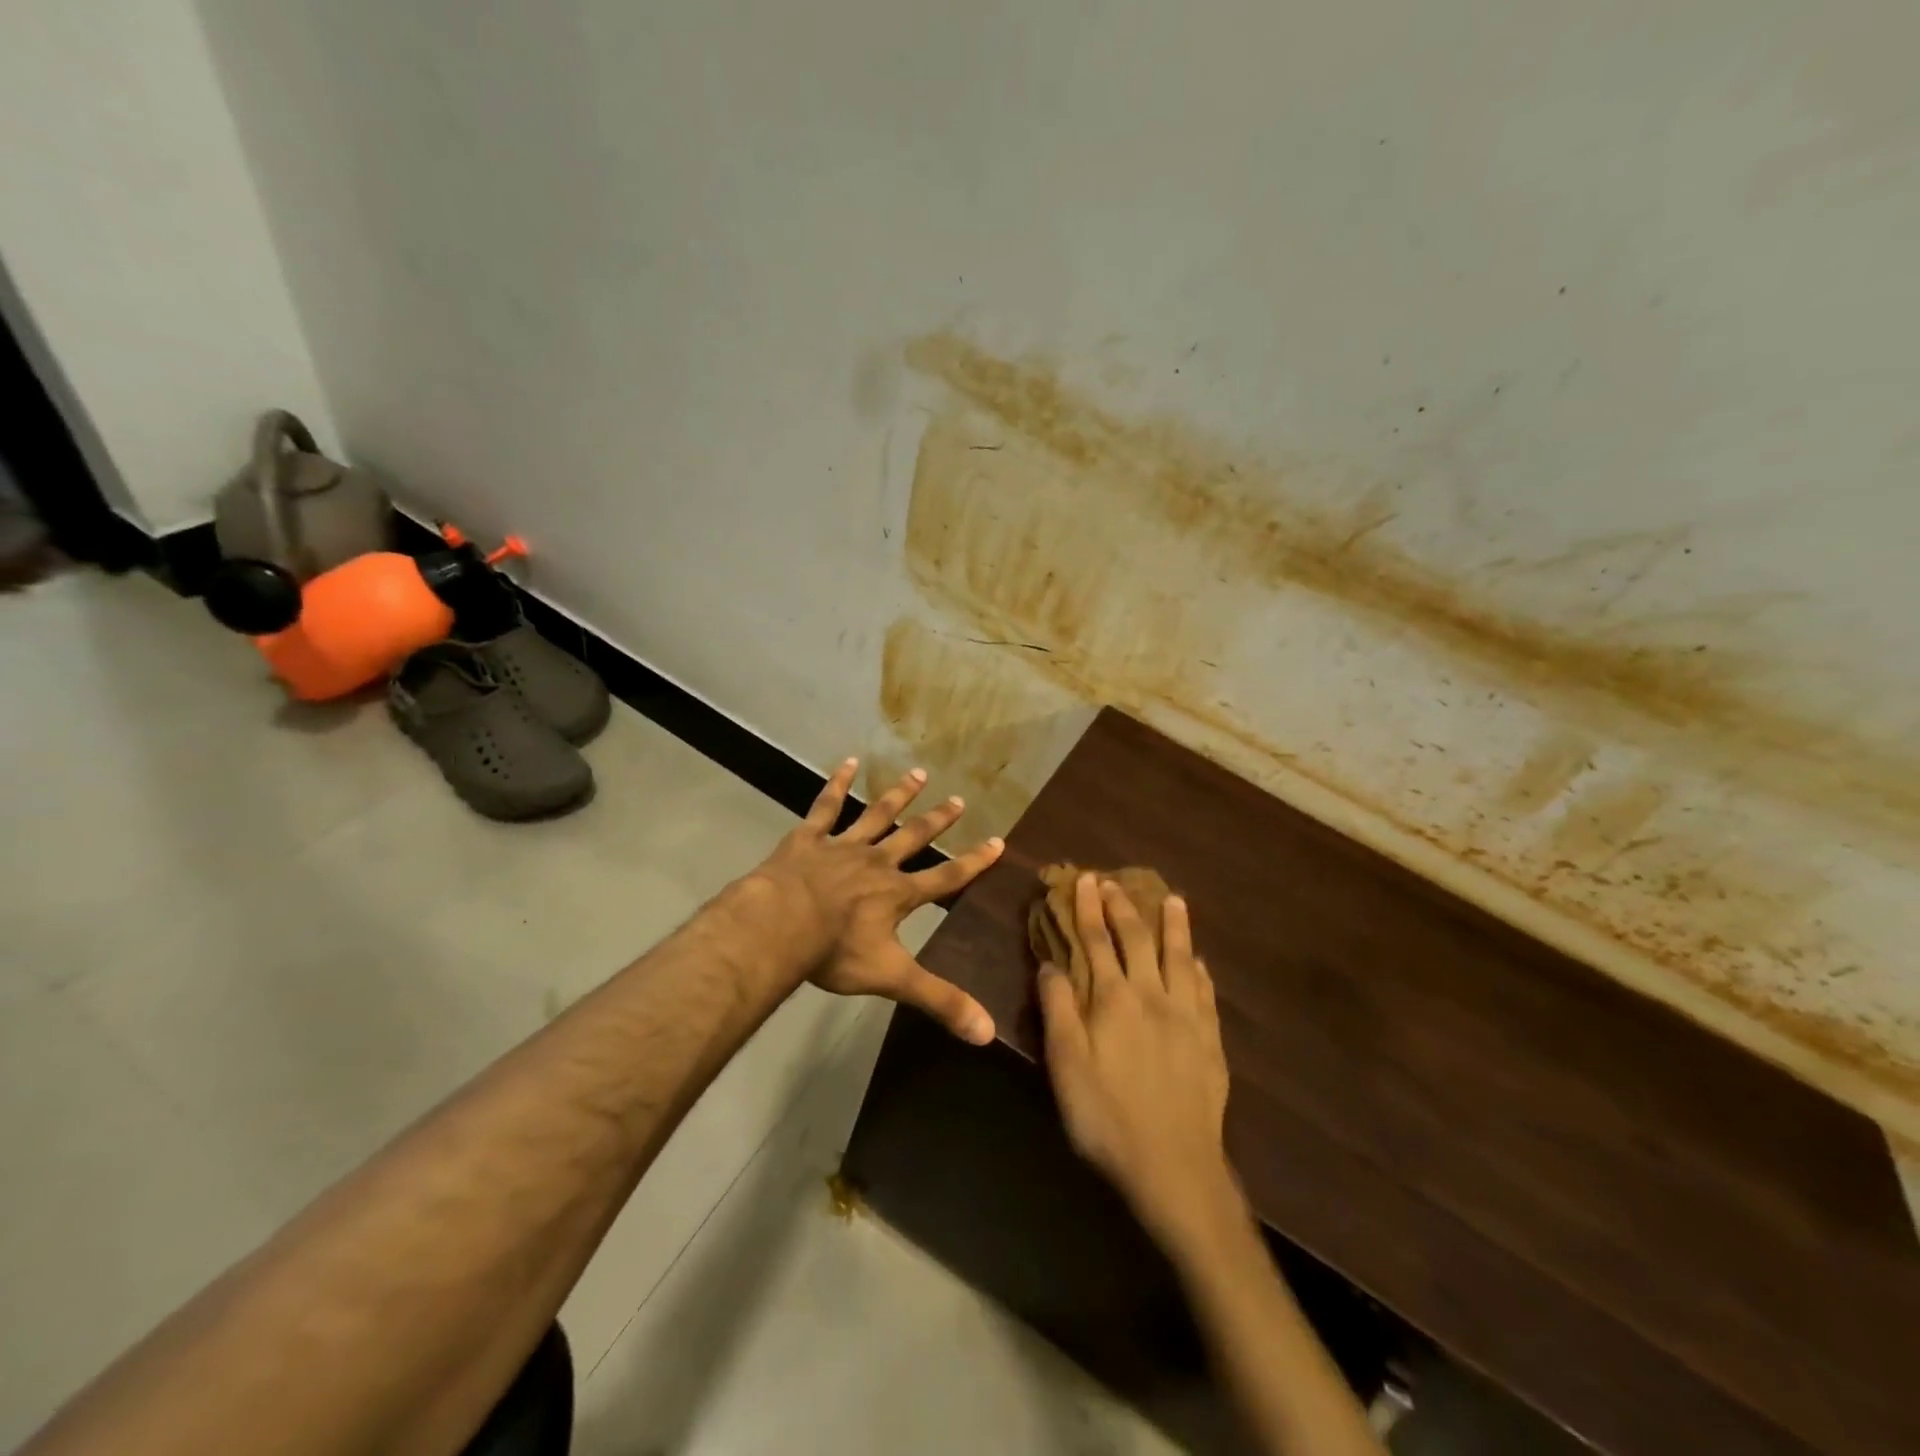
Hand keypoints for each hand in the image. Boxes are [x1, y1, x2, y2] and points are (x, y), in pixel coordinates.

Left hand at [748, 757, 1004, 1043]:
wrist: (780, 925)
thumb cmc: (835, 951)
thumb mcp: (892, 978)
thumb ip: (939, 1000)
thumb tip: (988, 1033)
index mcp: (897, 894)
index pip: (946, 878)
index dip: (974, 862)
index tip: (998, 841)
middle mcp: (877, 863)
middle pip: (915, 838)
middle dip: (938, 820)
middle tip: (959, 799)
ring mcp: (842, 846)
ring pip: (877, 816)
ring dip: (899, 796)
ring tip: (919, 774)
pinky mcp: (808, 839)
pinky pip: (825, 807)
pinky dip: (837, 784)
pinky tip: (847, 762)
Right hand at [1038, 874, 1241, 1246]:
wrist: (1174, 1167)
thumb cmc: (1106, 1116)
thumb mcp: (1065, 1065)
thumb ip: (1057, 1009)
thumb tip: (1050, 963)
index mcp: (1113, 999)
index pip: (1096, 941)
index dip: (1088, 908)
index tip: (1085, 879)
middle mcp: (1152, 996)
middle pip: (1138, 940)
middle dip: (1124, 907)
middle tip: (1116, 881)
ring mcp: (1187, 1017)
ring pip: (1180, 957)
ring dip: (1174, 925)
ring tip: (1174, 899)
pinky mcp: (1210, 1041)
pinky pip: (1205, 992)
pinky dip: (1199, 969)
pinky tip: (1199, 961)